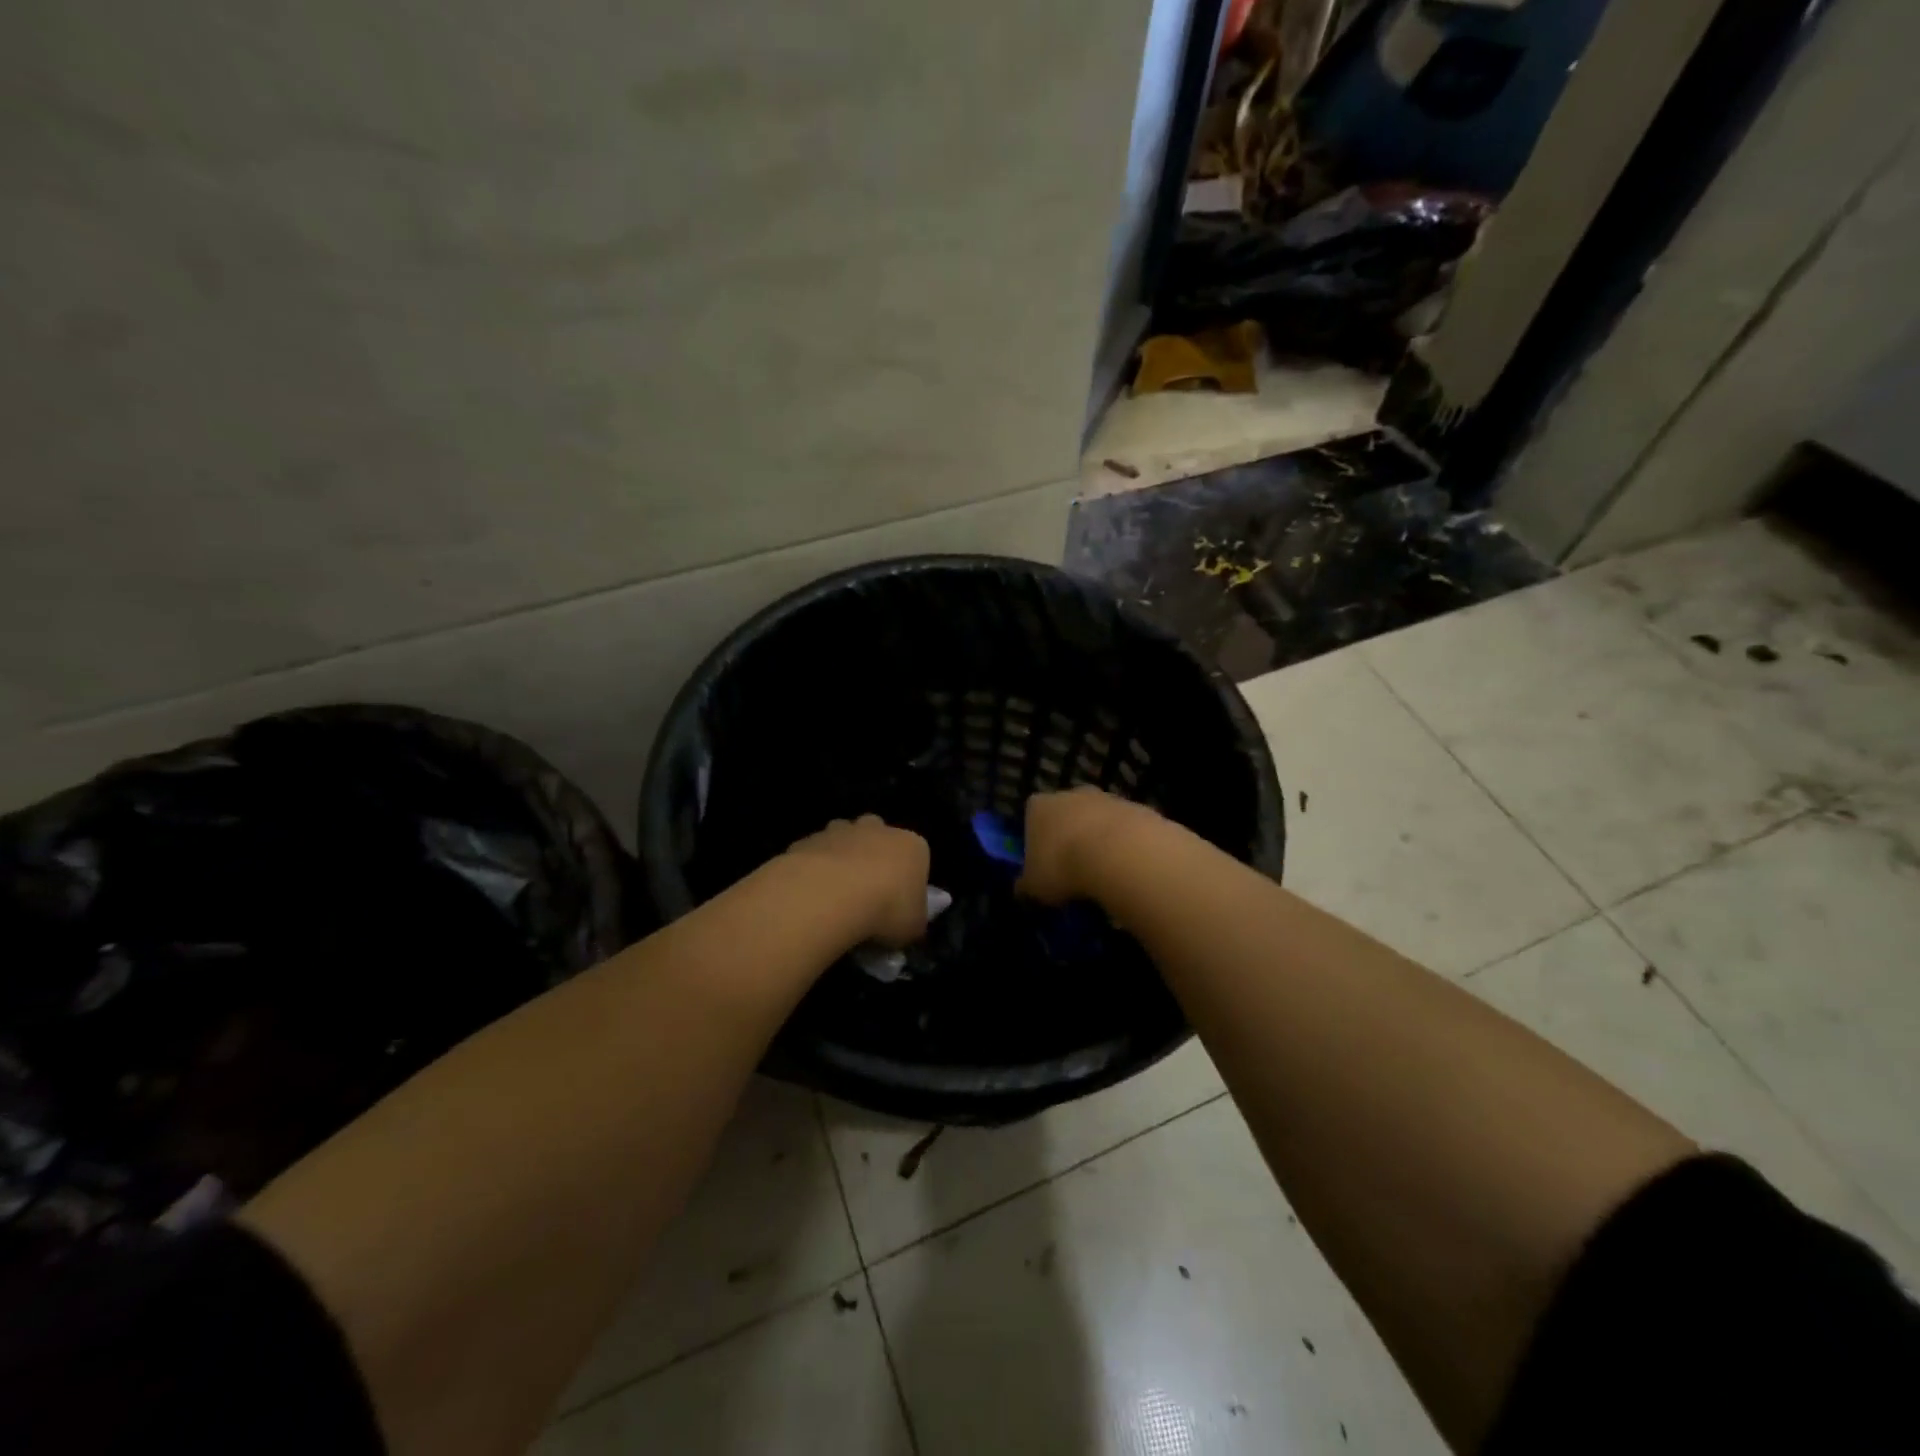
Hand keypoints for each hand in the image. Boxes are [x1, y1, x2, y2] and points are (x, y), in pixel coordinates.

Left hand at [784, 816, 930, 947]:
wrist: (831, 896)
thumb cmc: (886, 909)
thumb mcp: (913, 928)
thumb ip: (913, 920)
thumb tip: (908, 923)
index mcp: (911, 846)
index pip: (916, 856)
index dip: (907, 880)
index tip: (898, 904)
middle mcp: (878, 830)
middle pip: (878, 838)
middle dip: (873, 857)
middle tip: (866, 892)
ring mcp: (840, 831)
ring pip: (843, 838)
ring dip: (841, 858)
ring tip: (835, 894)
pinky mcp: (808, 840)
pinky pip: (813, 854)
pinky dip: (813, 870)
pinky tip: (810, 896)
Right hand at [1016, 787, 1160, 905]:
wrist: (1122, 855)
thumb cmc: (1064, 867)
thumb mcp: (1034, 887)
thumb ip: (1025, 887)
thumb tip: (1021, 890)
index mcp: (1039, 806)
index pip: (1031, 815)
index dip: (1035, 839)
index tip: (1042, 863)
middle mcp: (1071, 794)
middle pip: (1066, 814)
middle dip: (1069, 837)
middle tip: (1073, 869)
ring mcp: (1107, 798)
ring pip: (1098, 821)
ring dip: (1100, 841)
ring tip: (1103, 875)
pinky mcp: (1138, 809)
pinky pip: (1126, 830)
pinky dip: (1125, 846)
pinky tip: (1127, 870)